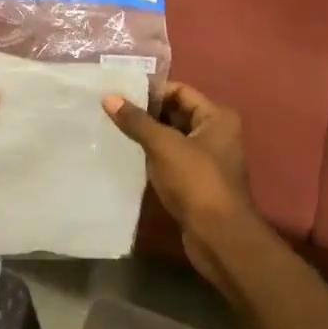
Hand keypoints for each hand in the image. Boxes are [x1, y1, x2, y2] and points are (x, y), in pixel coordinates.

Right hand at [102, 81, 262, 285]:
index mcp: (216, 117)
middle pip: (175, 113)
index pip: (179, 91)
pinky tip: (128, 155)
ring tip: (113, 129)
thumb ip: (136, 121)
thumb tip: (109, 97)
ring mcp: (207, 158)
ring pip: (171, 137)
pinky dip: (152, 155)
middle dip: (146, 113)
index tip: (119, 94)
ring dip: (147, 135)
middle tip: (111, 111)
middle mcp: (216, 133)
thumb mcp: (164, 146)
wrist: (218, 237)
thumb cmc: (196, 182)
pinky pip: (171, 158)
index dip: (150, 91)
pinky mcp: (196, 180)